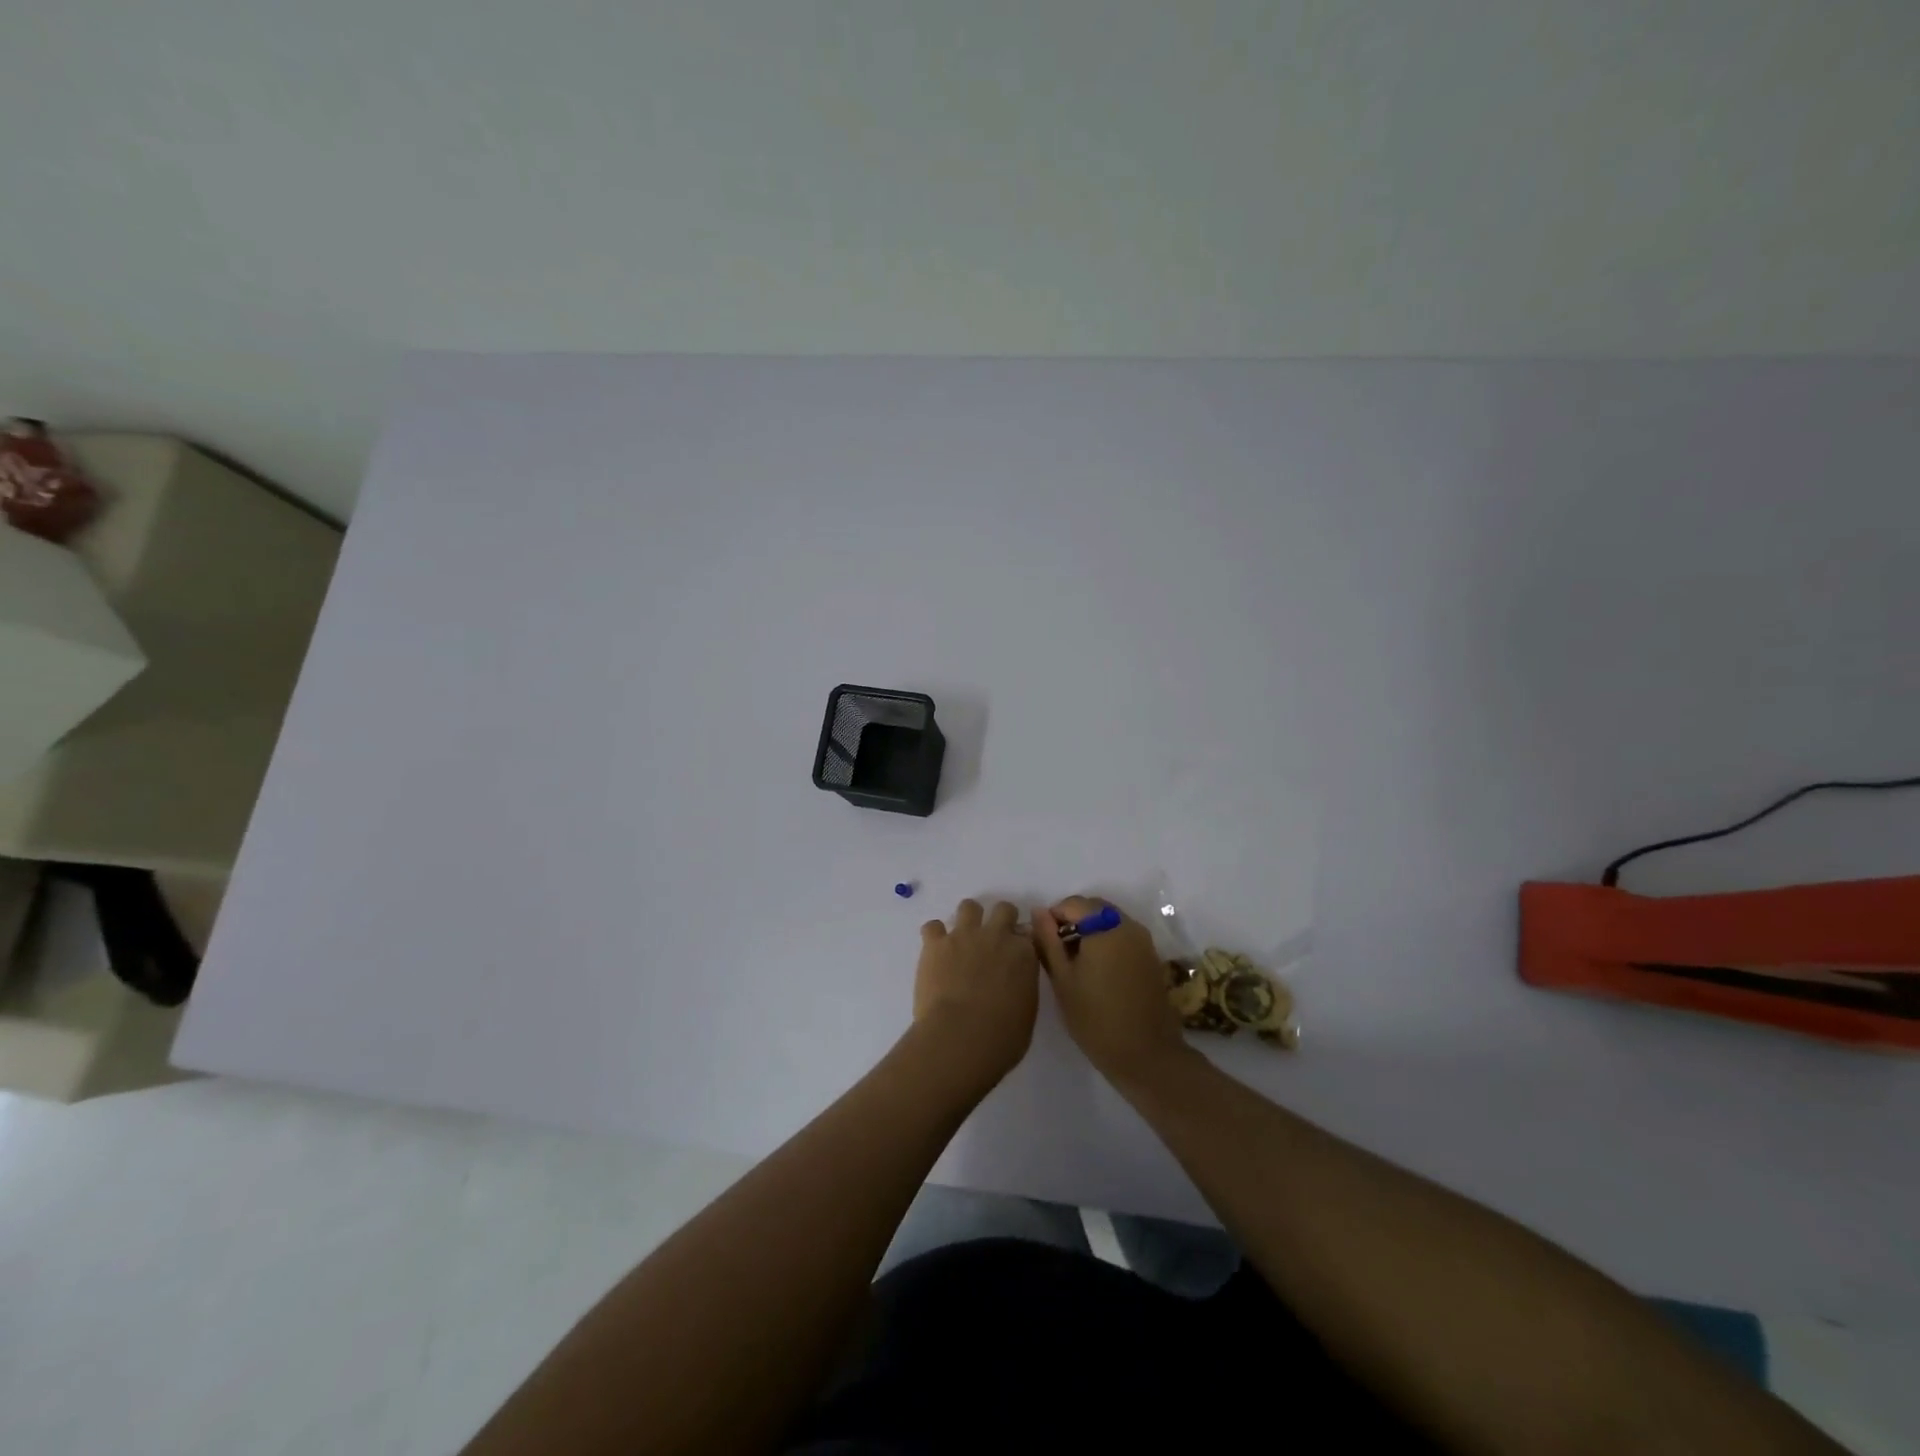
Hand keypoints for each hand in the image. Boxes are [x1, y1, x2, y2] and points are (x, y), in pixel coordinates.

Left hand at [911, 899, 1039, 1090]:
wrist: (961, 1037)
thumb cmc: (1002, 1037)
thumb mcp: (1027, 1011)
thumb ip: (1023, 986)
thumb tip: (1014, 981)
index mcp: (1024, 954)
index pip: (1029, 933)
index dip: (1021, 943)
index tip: (1015, 954)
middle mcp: (997, 936)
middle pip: (1003, 909)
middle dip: (999, 920)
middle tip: (992, 941)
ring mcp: (965, 935)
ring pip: (969, 906)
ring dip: (967, 919)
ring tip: (962, 941)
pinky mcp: (936, 943)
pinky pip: (933, 926)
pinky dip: (934, 936)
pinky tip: (935, 952)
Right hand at [1034, 896, 1188, 1084]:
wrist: (1146, 1055)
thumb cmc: (1095, 1019)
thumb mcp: (1062, 980)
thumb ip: (1048, 940)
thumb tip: (1039, 911)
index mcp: (1104, 926)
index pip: (1072, 903)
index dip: (1053, 918)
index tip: (1045, 944)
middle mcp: (1127, 924)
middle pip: (1093, 908)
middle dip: (1073, 922)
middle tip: (1058, 954)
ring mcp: (1143, 940)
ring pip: (1108, 920)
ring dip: (1090, 931)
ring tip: (1076, 964)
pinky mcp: (1151, 956)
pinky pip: (1123, 935)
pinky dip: (1107, 941)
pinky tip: (1097, 971)